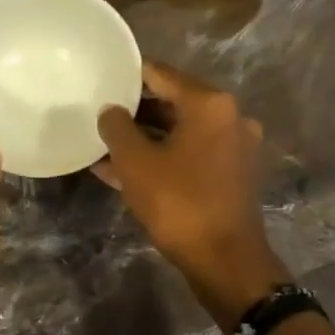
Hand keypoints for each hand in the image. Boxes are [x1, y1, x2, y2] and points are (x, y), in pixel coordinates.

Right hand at [96, 61, 289, 324]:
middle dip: (135, 110)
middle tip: (99, 113)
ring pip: (180, 132)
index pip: (161, 74)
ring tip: (105, 144)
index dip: (128, 75)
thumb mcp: (136, 163)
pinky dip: (162, 158)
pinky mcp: (232, 174)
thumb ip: (117, 128)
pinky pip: (190, 154)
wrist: (224, 260)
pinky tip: (124, 170)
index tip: (102, 78)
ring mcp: (234, 147)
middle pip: (173, 102)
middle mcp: (229, 117)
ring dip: (145, 137)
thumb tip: (110, 111)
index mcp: (210, 104)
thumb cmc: (179, 203)